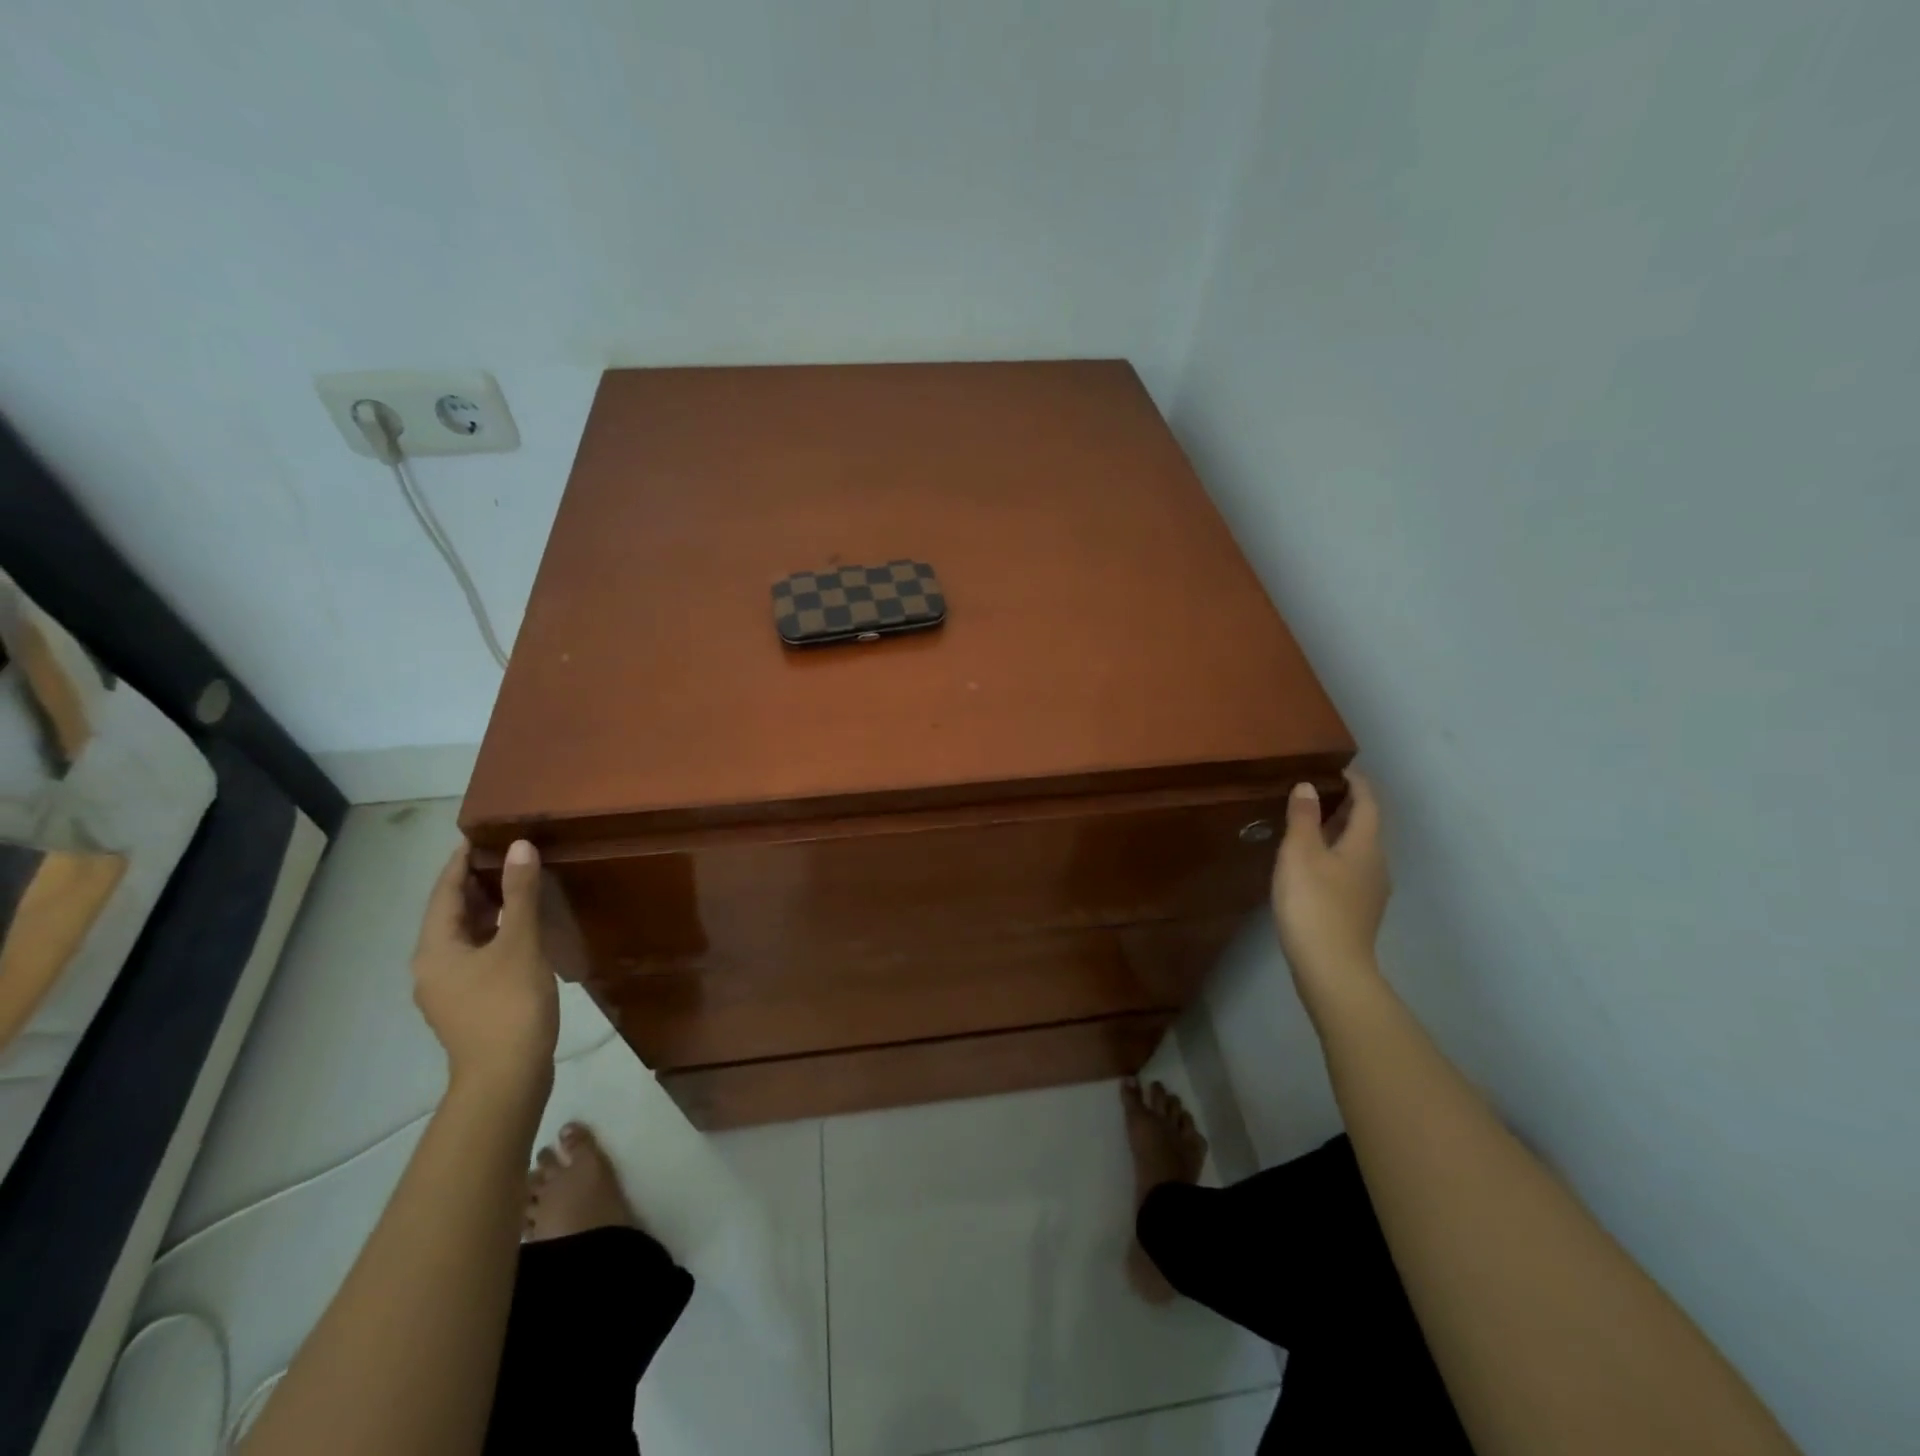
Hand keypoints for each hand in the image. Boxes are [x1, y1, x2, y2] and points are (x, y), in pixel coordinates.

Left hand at [411, 840, 558, 1096]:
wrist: (506, 1077)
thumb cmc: (508, 1005)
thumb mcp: (519, 943)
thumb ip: (519, 894)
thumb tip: (518, 847)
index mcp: (434, 949)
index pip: (443, 892)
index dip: (460, 862)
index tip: (479, 835)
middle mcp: (433, 965)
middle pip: (451, 913)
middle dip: (475, 883)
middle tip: (507, 853)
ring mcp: (450, 988)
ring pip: (466, 935)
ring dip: (488, 908)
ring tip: (518, 883)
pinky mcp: (471, 1003)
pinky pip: (478, 953)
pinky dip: (496, 933)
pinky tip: (522, 929)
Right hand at [1271, 771, 1390, 993]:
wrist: (1331, 968)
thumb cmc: (1314, 903)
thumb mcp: (1300, 854)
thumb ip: (1303, 817)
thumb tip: (1309, 786)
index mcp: (1366, 845)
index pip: (1368, 803)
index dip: (1356, 783)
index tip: (1339, 768)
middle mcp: (1376, 864)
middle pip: (1366, 826)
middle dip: (1345, 806)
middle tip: (1316, 792)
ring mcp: (1370, 891)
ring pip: (1358, 849)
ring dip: (1339, 832)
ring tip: (1309, 825)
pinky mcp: (1358, 911)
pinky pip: (1350, 870)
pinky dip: (1334, 855)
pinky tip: (1311, 864)